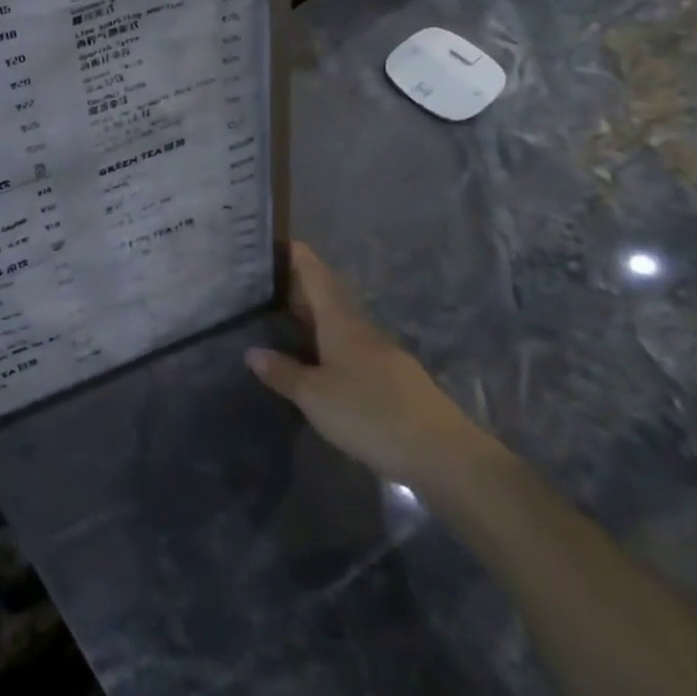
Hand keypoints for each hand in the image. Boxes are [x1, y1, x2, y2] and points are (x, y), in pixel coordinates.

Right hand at [246, 242, 490, 487]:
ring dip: (315, 319)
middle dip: (299, 288)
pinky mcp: (395, 381)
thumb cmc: (371, 414)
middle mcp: (362, 329)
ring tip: (285, 321)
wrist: (444, 456)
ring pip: (341, 325)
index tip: (277, 240)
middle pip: (328, 298)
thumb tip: (252, 352)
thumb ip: (283, 373)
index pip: (315, 275)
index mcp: (340, 322)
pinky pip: (354, 350)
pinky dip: (331, 346)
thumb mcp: (315, 397)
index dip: (297, 256)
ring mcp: (383, 354)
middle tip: (265, 284)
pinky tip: (320, 363)